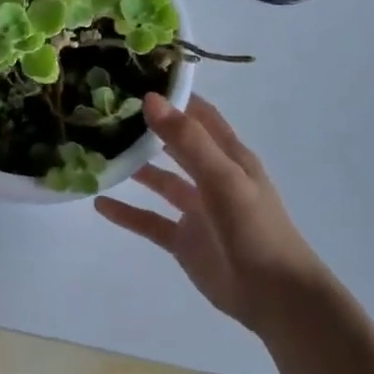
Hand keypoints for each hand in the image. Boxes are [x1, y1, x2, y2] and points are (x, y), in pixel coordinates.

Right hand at [95, 93, 331, 338]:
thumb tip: (150, 99)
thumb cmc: (255, 229)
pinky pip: (149, 220)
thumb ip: (187, 141)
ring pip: (160, 181)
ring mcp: (196, 210)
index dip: (173, 95)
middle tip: (106, 111)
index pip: (199, 115)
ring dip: (135, 168)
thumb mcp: (223, 178)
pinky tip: (99, 203)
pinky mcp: (183, 240)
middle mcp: (211, 177)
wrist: (274, 296)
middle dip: (147, 128)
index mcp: (229, 156)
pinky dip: (126, 212)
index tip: (135, 77)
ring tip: (98, 152)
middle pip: (175, 144)